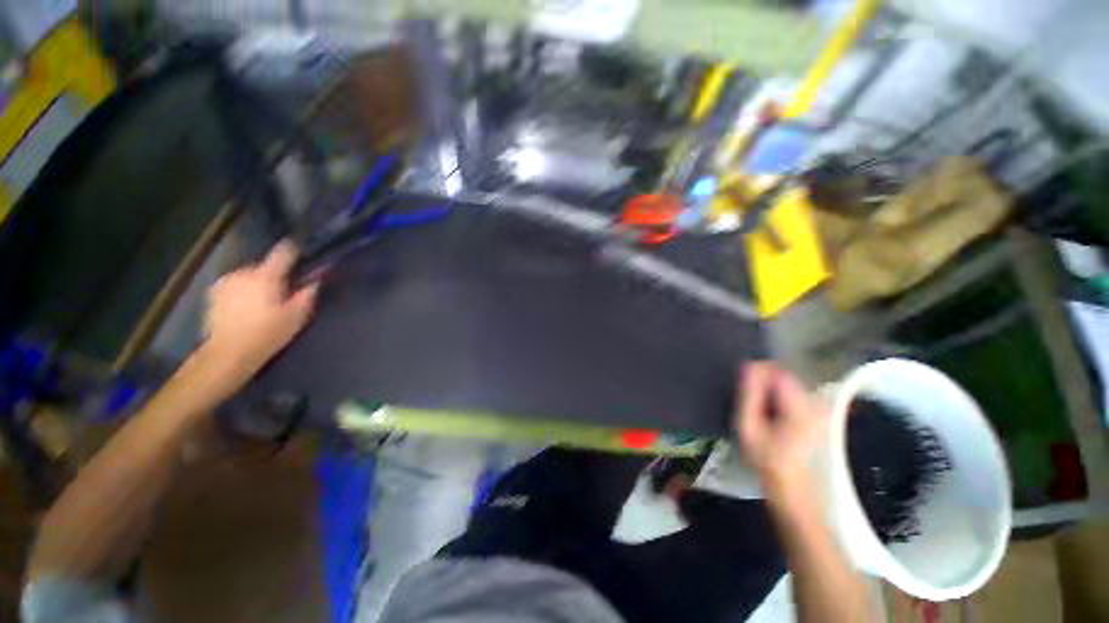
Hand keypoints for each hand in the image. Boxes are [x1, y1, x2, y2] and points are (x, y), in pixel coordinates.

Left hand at [201, 241, 317, 380]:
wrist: (228, 353)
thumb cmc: (267, 334)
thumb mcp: (296, 317)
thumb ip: (307, 295)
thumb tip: (314, 280)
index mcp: (265, 277)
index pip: (282, 253)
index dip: (293, 249)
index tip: (301, 246)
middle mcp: (243, 273)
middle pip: (264, 266)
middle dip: (274, 274)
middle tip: (283, 290)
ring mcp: (225, 282)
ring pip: (249, 275)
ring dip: (257, 282)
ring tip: (264, 301)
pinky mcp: (214, 293)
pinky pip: (235, 284)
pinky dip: (243, 290)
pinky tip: (246, 306)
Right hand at [735, 362, 828, 499]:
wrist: (793, 488)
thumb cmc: (767, 459)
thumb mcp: (748, 427)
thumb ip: (749, 394)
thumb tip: (748, 366)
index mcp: (800, 406)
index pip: (777, 371)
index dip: (757, 374)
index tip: (745, 389)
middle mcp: (816, 403)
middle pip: (784, 377)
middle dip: (765, 385)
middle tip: (752, 406)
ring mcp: (821, 409)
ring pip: (788, 385)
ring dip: (772, 393)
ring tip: (762, 414)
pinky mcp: (820, 414)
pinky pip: (794, 395)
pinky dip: (781, 400)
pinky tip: (775, 419)